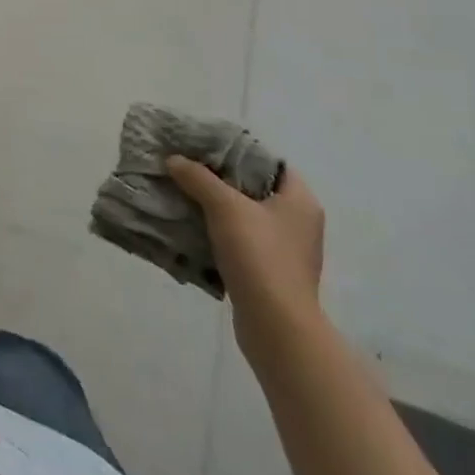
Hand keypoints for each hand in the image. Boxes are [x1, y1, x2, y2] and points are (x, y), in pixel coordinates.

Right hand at [167, 156, 325, 353]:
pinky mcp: (270, 273)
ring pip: (245, 216)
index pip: (270, 162)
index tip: (206, 148)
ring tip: (183, 194)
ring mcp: (286, 250)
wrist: (275, 327)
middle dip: (220, 179)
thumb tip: (175, 160)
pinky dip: (218, 233)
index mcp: (300, 200)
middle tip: (188, 168)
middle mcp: (299, 223)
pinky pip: (241, 241)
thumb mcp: (224, 207)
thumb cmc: (259, 256)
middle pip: (254, 188)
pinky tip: (192, 228)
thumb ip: (199, 178)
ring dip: (216, 207)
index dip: (239, 151)